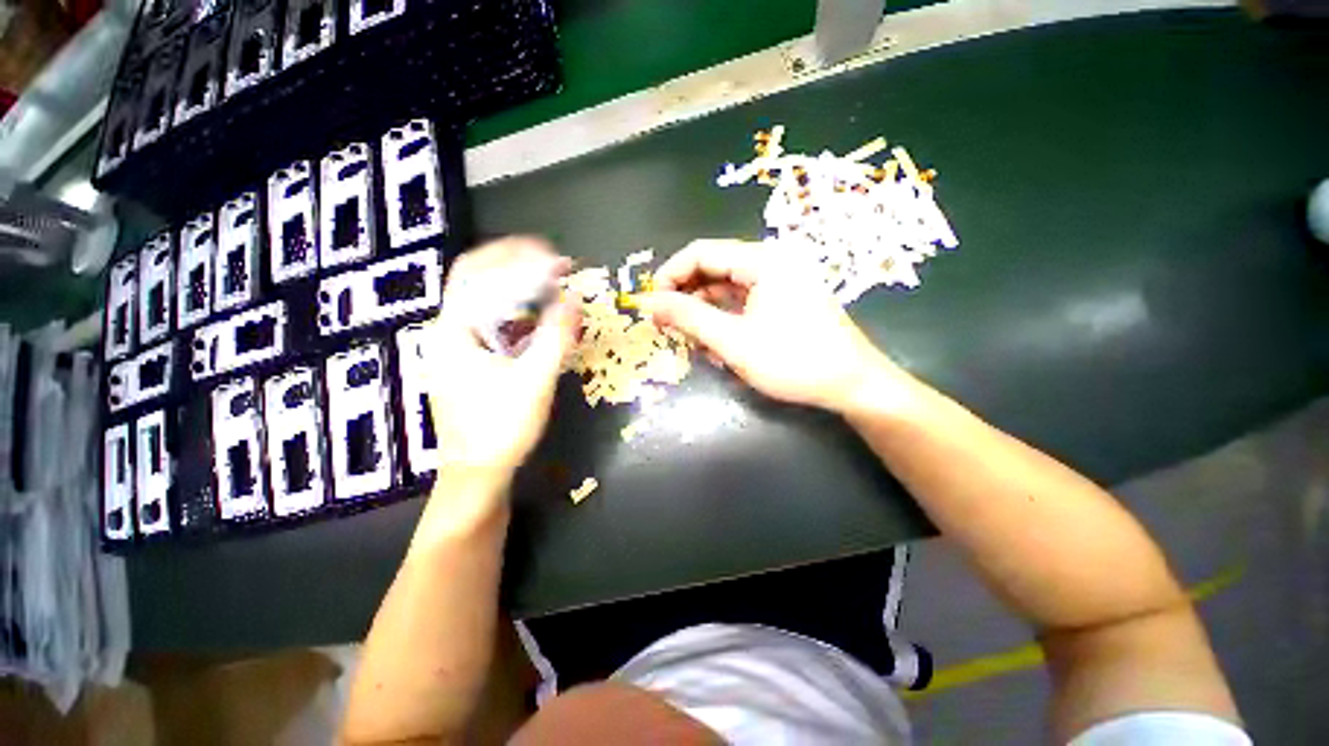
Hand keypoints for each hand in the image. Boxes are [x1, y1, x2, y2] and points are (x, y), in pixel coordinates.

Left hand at [425, 237, 578, 483]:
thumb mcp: (534, 381)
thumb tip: (574, 300)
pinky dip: (518, 311)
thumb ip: (555, 338)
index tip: (555, 256)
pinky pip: (493, 323)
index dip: (517, 257)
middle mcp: (449, 331)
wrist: (477, 473)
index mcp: (454, 330)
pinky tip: (539, 316)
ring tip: (550, 282)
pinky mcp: (471, 360)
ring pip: (485, 301)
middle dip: (515, 264)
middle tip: (553, 262)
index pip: (480, 274)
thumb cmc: (501, 428)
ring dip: (517, 287)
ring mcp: (458, 346)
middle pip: (477, 280)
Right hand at [638, 239, 901, 413]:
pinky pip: (742, 304)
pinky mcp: (782, 302)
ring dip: (705, 315)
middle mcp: (771, 262)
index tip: (651, 306)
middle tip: (668, 328)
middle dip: (687, 299)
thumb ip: (688, 317)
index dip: (670, 275)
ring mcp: (779, 282)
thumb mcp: (733, 340)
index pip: (701, 253)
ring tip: (695, 344)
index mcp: (762, 260)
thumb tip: (647, 301)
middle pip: (713, 270)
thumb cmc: (793, 361)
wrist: (852, 386)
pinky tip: (717, 347)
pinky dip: (724, 323)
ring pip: (725, 291)